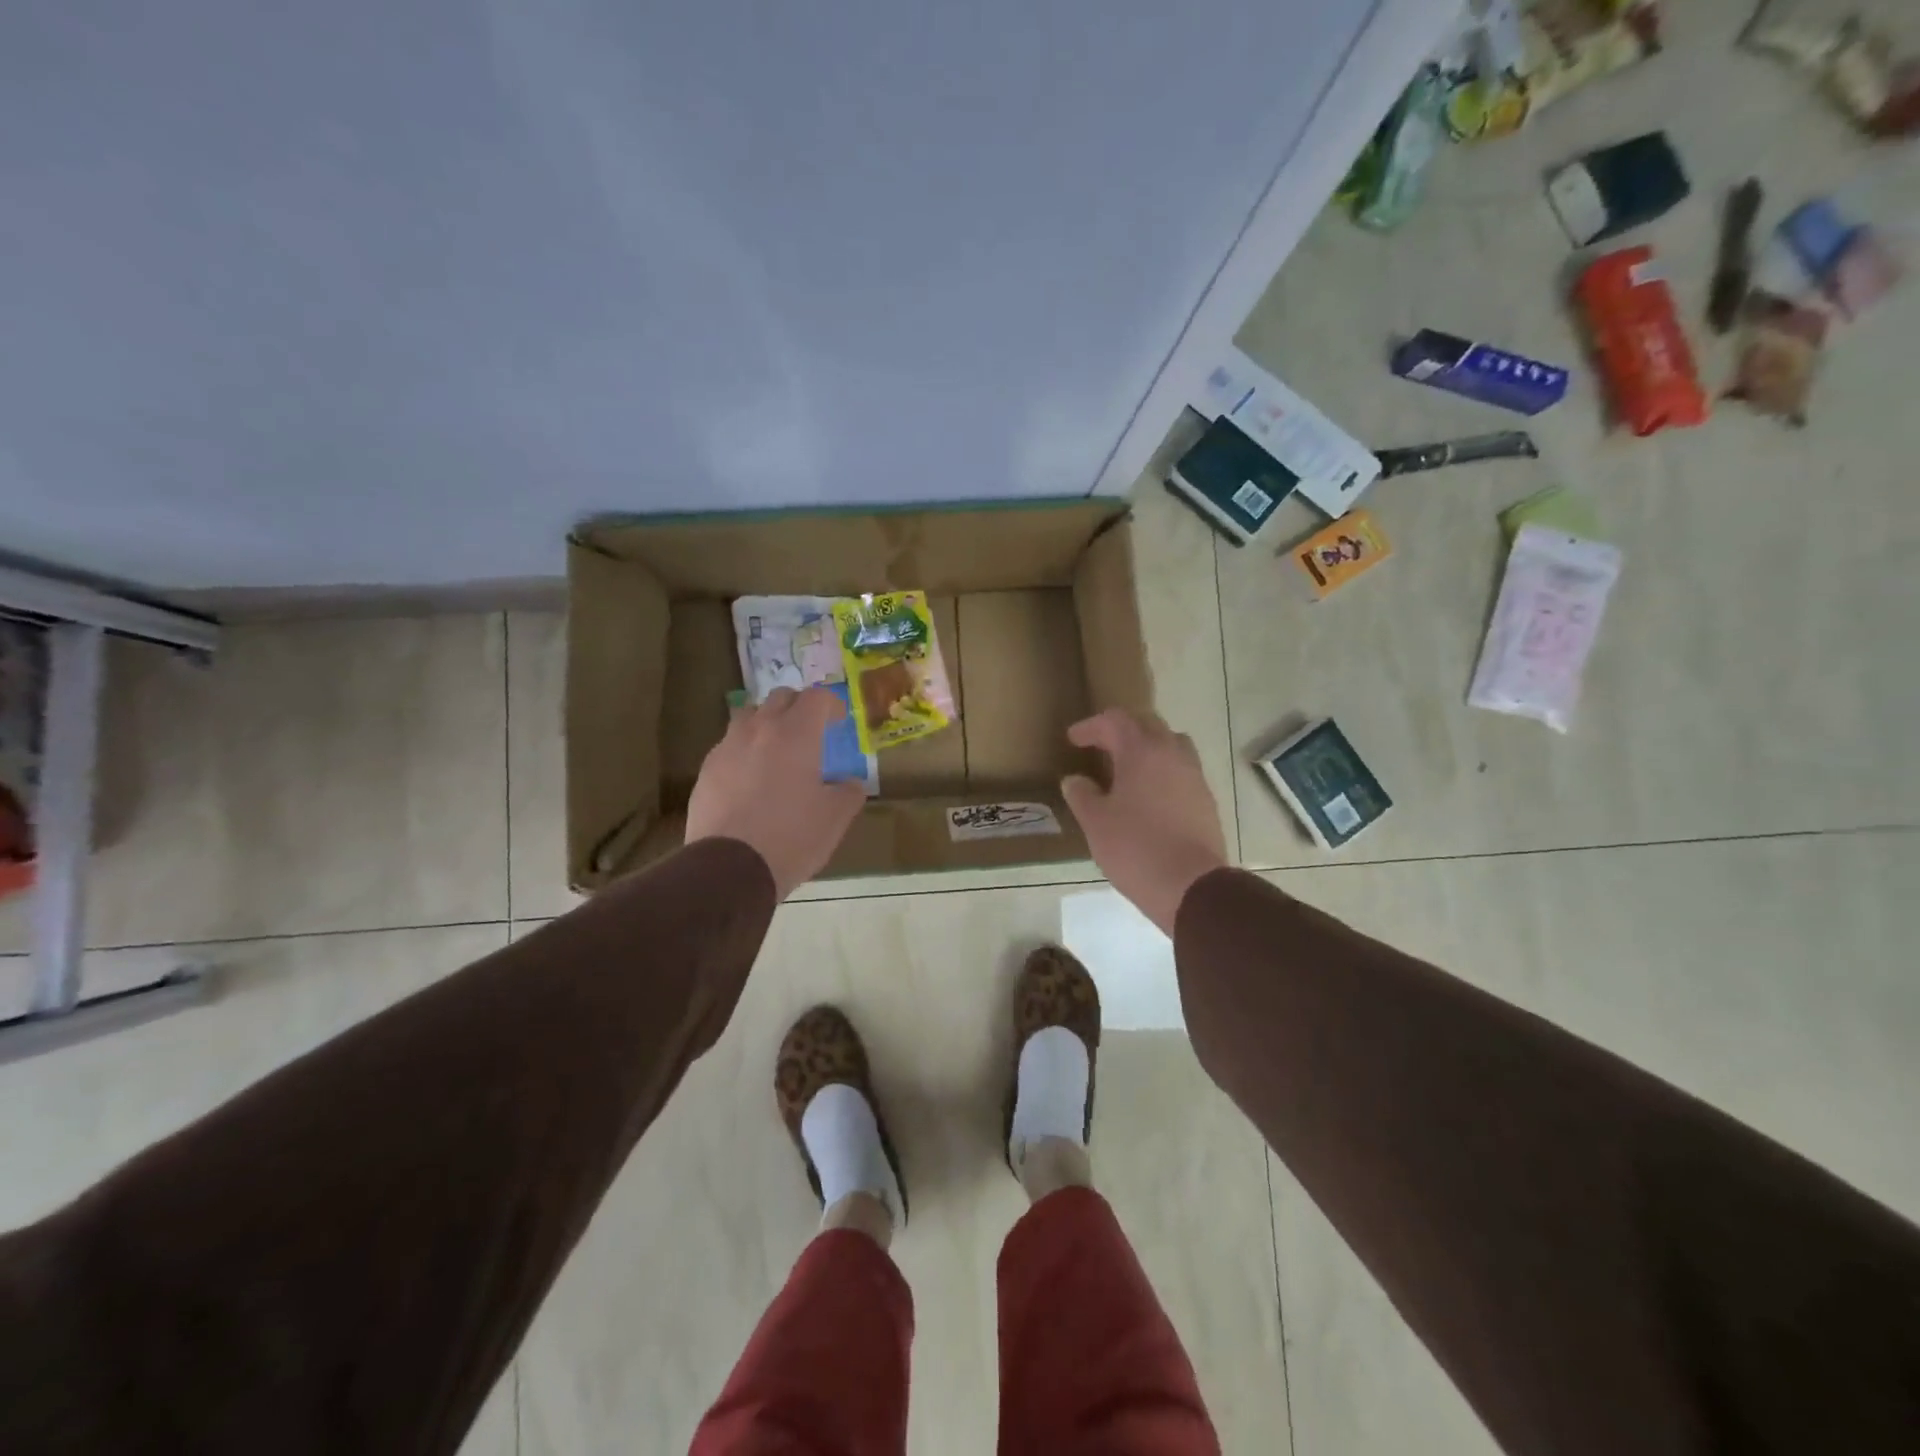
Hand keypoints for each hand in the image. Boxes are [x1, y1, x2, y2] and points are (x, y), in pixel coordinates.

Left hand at [686, 687, 866, 899]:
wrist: (729, 868)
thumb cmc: (792, 836)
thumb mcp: (835, 818)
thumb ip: (849, 792)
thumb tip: (850, 783)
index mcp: (796, 734)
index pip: (816, 698)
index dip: (832, 704)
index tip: (839, 721)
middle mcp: (759, 730)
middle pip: (779, 698)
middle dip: (798, 707)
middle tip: (810, 731)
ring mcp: (727, 748)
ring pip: (748, 718)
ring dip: (767, 725)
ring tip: (777, 752)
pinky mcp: (706, 772)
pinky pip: (729, 748)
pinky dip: (745, 753)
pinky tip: (751, 782)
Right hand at [1060, 709, 1227, 936]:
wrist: (1192, 886)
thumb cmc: (1135, 847)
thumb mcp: (1096, 822)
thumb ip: (1082, 795)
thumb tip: (1074, 781)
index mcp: (1142, 751)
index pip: (1115, 721)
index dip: (1091, 726)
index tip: (1074, 740)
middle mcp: (1173, 754)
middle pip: (1148, 725)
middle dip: (1121, 730)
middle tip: (1100, 746)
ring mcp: (1195, 777)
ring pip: (1171, 745)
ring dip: (1148, 748)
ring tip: (1128, 768)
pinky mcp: (1206, 801)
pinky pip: (1182, 771)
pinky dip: (1163, 772)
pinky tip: (1149, 796)